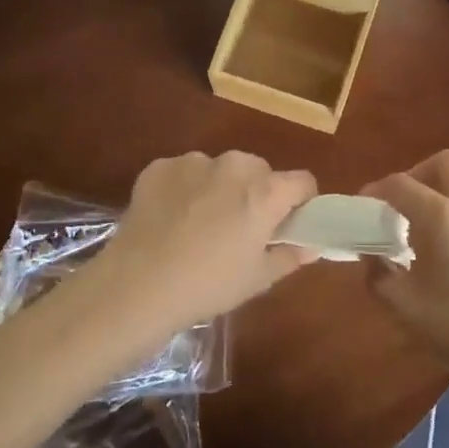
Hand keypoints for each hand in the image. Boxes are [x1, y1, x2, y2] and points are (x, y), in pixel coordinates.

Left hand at [90, 151, 320, 330]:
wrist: (137, 285)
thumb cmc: (208, 285)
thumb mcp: (257, 279)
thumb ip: (290, 256)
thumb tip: (310, 247)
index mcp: (265, 191)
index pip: (302, 181)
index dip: (300, 201)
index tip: (287, 223)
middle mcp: (234, 165)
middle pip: (260, 171)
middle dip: (256, 193)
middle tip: (240, 228)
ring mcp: (194, 162)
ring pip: (220, 169)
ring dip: (219, 188)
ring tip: (198, 225)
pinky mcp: (160, 166)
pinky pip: (184, 173)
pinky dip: (183, 189)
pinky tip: (170, 220)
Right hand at [362, 150, 448, 405]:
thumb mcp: (406, 308)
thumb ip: (378, 274)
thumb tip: (373, 256)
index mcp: (445, 218)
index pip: (401, 184)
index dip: (376, 190)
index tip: (365, 206)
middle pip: (445, 163)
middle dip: (418, 175)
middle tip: (404, 208)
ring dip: (446, 201)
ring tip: (434, 241)